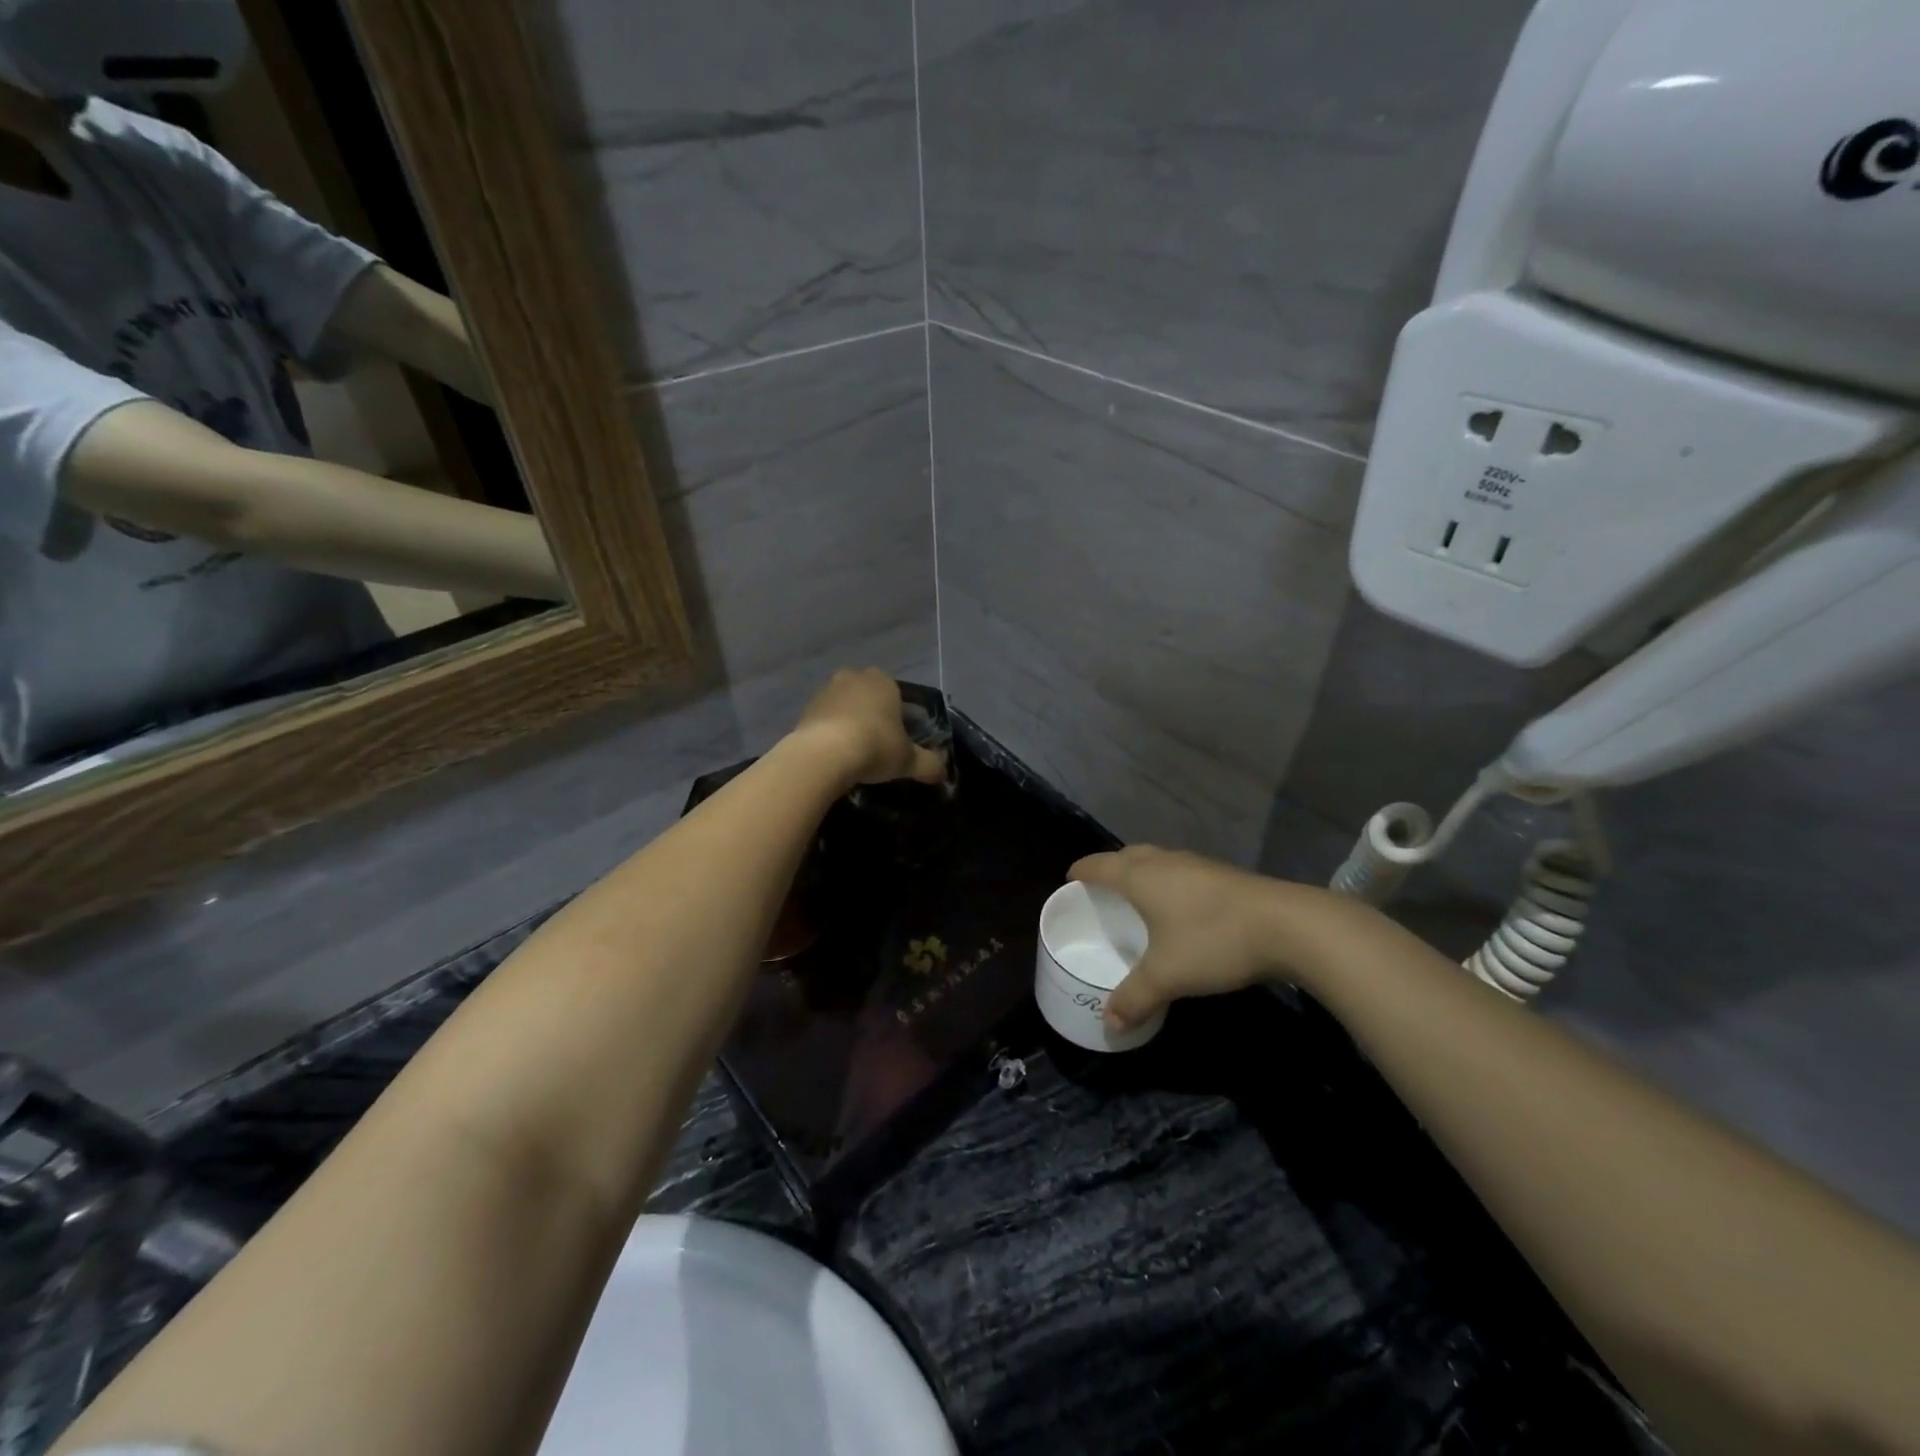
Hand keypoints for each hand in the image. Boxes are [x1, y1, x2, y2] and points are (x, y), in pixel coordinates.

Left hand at [790, 668, 947, 788]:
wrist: (824, 754)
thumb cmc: (875, 746)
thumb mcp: (908, 760)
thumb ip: (928, 764)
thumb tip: (942, 773)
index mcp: (883, 681)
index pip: (896, 692)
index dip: (898, 715)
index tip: (898, 738)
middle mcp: (853, 678)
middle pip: (867, 696)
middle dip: (871, 715)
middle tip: (876, 745)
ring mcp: (825, 691)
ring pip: (843, 706)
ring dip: (848, 723)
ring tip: (853, 753)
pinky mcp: (804, 709)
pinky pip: (824, 720)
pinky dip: (829, 733)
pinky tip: (834, 755)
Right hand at [1070, 846, 1339, 1030]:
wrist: (1288, 925)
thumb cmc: (1214, 941)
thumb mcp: (1168, 976)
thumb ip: (1135, 998)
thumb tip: (1108, 1024)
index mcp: (1140, 876)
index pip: (1097, 865)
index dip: (1079, 872)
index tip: (1068, 883)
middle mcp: (1163, 861)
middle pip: (1125, 856)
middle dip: (1109, 869)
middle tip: (1100, 894)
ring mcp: (1195, 864)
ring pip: (1155, 860)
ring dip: (1140, 873)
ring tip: (1136, 900)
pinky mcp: (1221, 874)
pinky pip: (1178, 870)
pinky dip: (1166, 882)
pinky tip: (1178, 908)